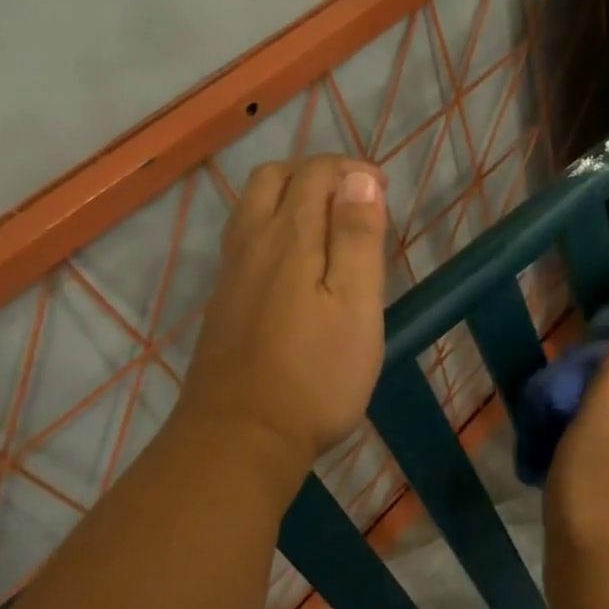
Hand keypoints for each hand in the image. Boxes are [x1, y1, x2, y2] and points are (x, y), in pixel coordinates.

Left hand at [175, 156, 389, 491]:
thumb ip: (357, 237)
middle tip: (356, 202)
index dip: (351, 169)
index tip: (384, 190)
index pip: (315, 173)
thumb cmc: (316, 374)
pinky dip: (275, 227)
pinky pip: (246, 239)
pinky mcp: (224, 301)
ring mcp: (232, 273)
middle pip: (274, 179)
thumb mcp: (356, 304)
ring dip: (292, 198)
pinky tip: (299, 265)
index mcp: (289, 237)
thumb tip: (359, 178)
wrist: (241, 438)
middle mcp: (252, 242)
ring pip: (253, 208)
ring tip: (331, 228)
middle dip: (317, 175)